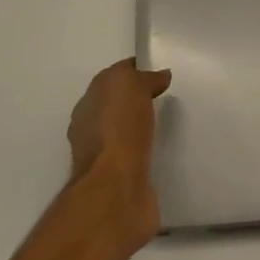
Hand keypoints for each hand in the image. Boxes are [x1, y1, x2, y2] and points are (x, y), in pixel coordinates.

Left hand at [65, 58, 172, 255]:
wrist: (117, 188)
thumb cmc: (119, 129)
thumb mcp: (131, 86)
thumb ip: (144, 78)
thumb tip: (158, 76)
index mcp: (88, 103)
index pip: (113, 78)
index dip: (136, 71)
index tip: (160, 72)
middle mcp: (90, 128)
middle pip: (117, 105)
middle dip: (138, 100)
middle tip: (168, 96)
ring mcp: (104, 157)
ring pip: (126, 132)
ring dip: (142, 128)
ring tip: (170, 123)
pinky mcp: (121, 179)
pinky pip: (136, 156)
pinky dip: (147, 151)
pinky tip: (164, 149)